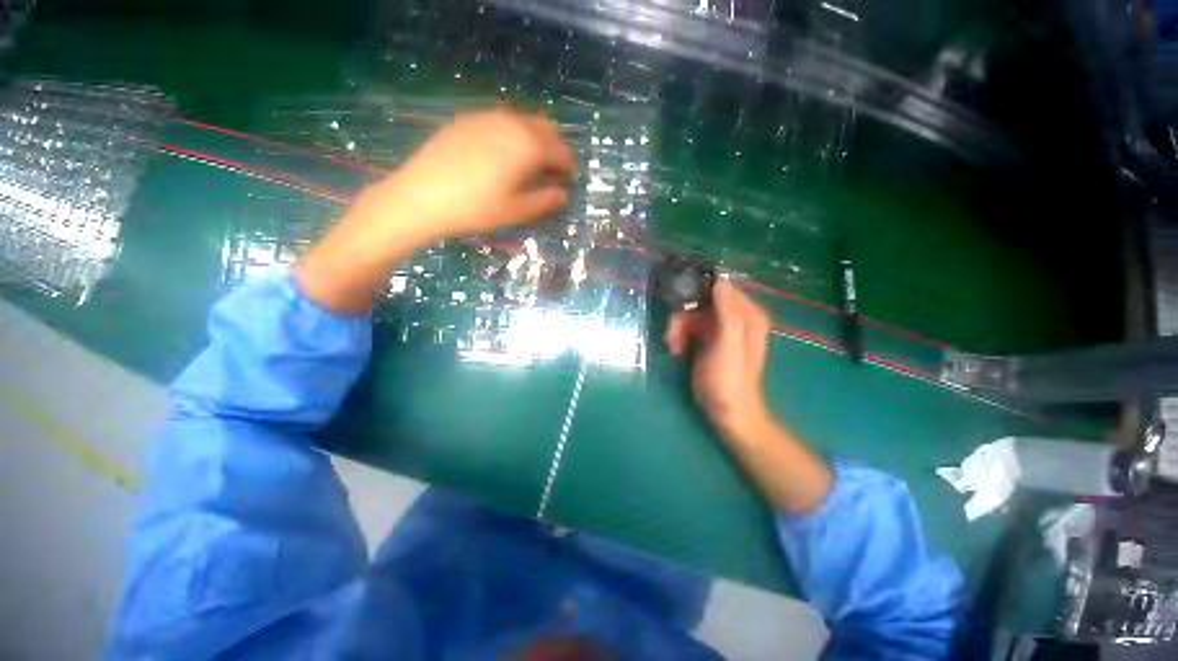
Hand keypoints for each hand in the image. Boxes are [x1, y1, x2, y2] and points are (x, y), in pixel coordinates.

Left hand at [296, 110, 576, 313]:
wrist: (419, 197)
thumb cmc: (474, 209)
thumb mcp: (516, 212)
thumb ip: (545, 201)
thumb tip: (562, 192)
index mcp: (528, 145)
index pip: (562, 151)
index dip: (570, 167)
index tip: (570, 182)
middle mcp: (511, 122)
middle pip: (546, 129)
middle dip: (555, 149)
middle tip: (552, 174)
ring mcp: (487, 116)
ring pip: (524, 122)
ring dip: (535, 141)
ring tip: (529, 167)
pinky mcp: (467, 120)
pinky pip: (502, 122)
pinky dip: (513, 136)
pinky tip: (502, 157)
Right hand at [667, 280, 832, 512]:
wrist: (728, 413)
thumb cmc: (729, 380)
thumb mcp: (729, 345)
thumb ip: (727, 312)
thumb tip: (718, 281)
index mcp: (747, 314)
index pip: (721, 287)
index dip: (698, 290)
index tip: (680, 301)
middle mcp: (735, 317)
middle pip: (701, 301)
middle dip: (684, 315)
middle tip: (672, 334)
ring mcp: (720, 329)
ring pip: (691, 314)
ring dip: (678, 328)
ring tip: (673, 346)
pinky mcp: (707, 340)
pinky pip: (688, 327)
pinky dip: (679, 336)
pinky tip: (676, 351)